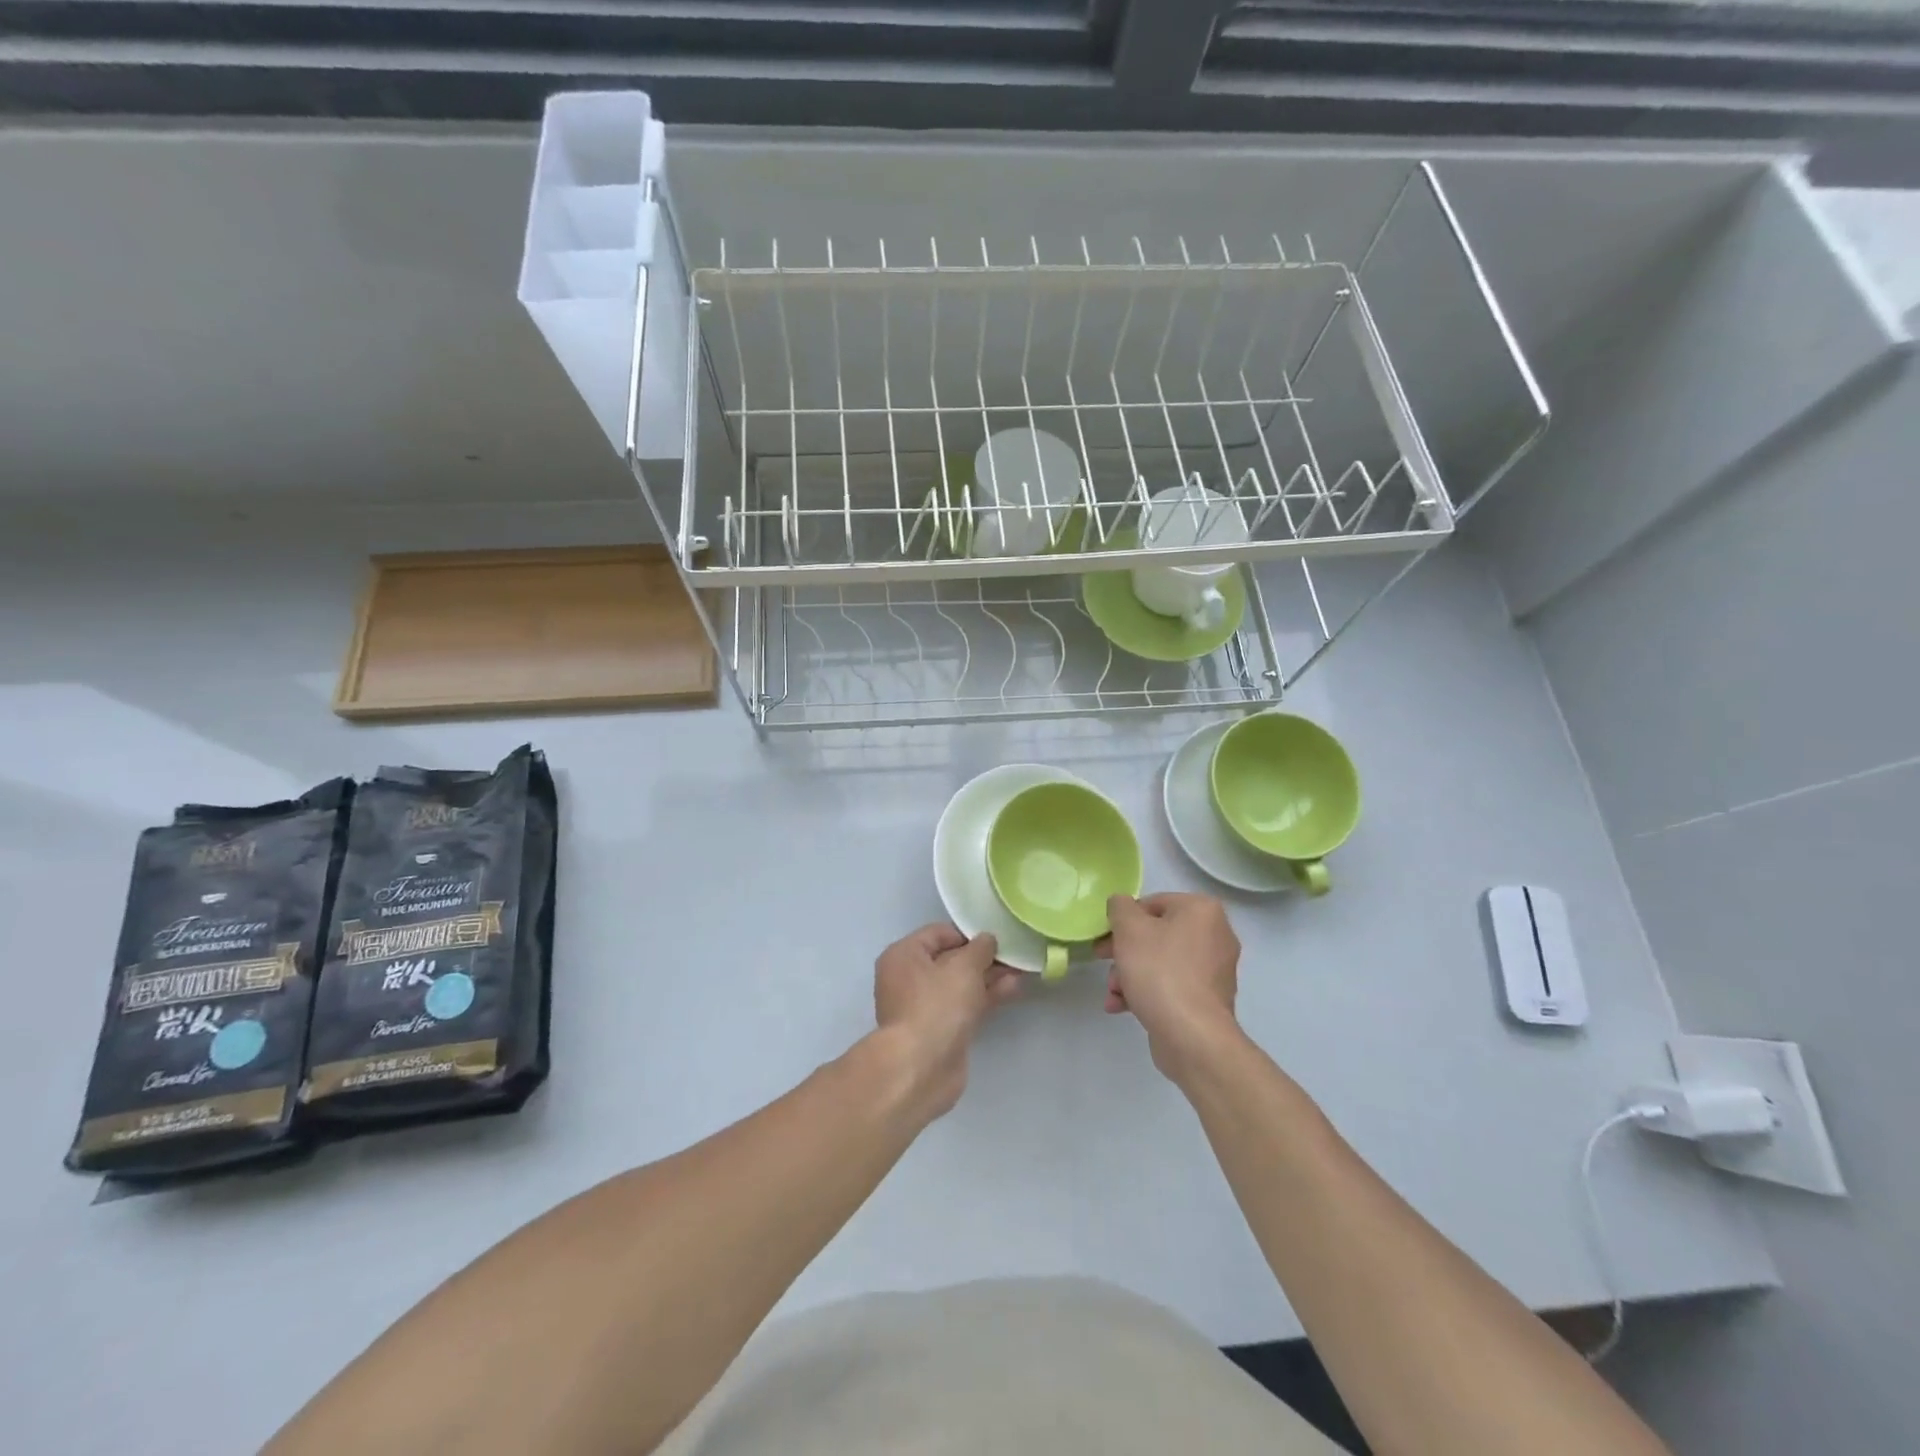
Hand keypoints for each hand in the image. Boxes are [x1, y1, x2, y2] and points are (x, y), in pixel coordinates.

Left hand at [872, 924, 1023, 1118]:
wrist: (921, 1068)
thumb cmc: (936, 1005)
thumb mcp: (963, 967)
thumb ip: (980, 948)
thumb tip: (987, 940)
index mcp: (904, 955)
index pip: (939, 933)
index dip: (969, 933)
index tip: (996, 938)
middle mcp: (908, 978)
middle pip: (951, 960)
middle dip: (983, 958)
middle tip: (1014, 955)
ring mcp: (923, 1006)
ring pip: (961, 985)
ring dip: (989, 978)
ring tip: (1021, 971)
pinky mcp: (940, 1030)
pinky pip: (965, 1005)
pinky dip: (986, 997)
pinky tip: (1012, 990)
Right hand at [1096, 892, 1242, 1082]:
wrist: (1192, 1036)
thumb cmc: (1159, 971)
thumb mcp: (1129, 928)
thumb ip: (1120, 907)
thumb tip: (1122, 905)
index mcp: (1202, 910)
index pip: (1153, 903)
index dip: (1123, 920)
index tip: (1105, 938)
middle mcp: (1216, 935)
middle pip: (1157, 934)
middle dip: (1125, 951)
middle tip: (1103, 960)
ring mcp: (1215, 970)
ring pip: (1162, 962)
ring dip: (1131, 974)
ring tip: (1113, 993)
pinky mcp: (1209, 1000)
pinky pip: (1172, 985)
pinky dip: (1148, 991)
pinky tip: (1122, 1007)